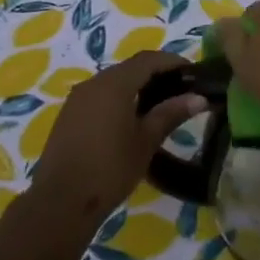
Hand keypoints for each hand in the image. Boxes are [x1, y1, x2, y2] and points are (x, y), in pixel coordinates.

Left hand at [30, 50, 207, 218]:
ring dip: (137, 85)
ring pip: (113, 81)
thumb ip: (170, 114)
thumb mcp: (145, 142)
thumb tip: (198, 98)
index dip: (172, 62)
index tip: (193, 73)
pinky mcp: (69, 114)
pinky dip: (120, 97)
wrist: (61, 200)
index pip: (148, 59)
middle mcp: (93, 83)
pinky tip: (132, 118)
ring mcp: (77, 98)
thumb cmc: (110, 169)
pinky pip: (100, 95)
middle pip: (130, 67)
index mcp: (114, 84)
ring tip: (160, 104)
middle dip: (156, 73)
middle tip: (181, 90)